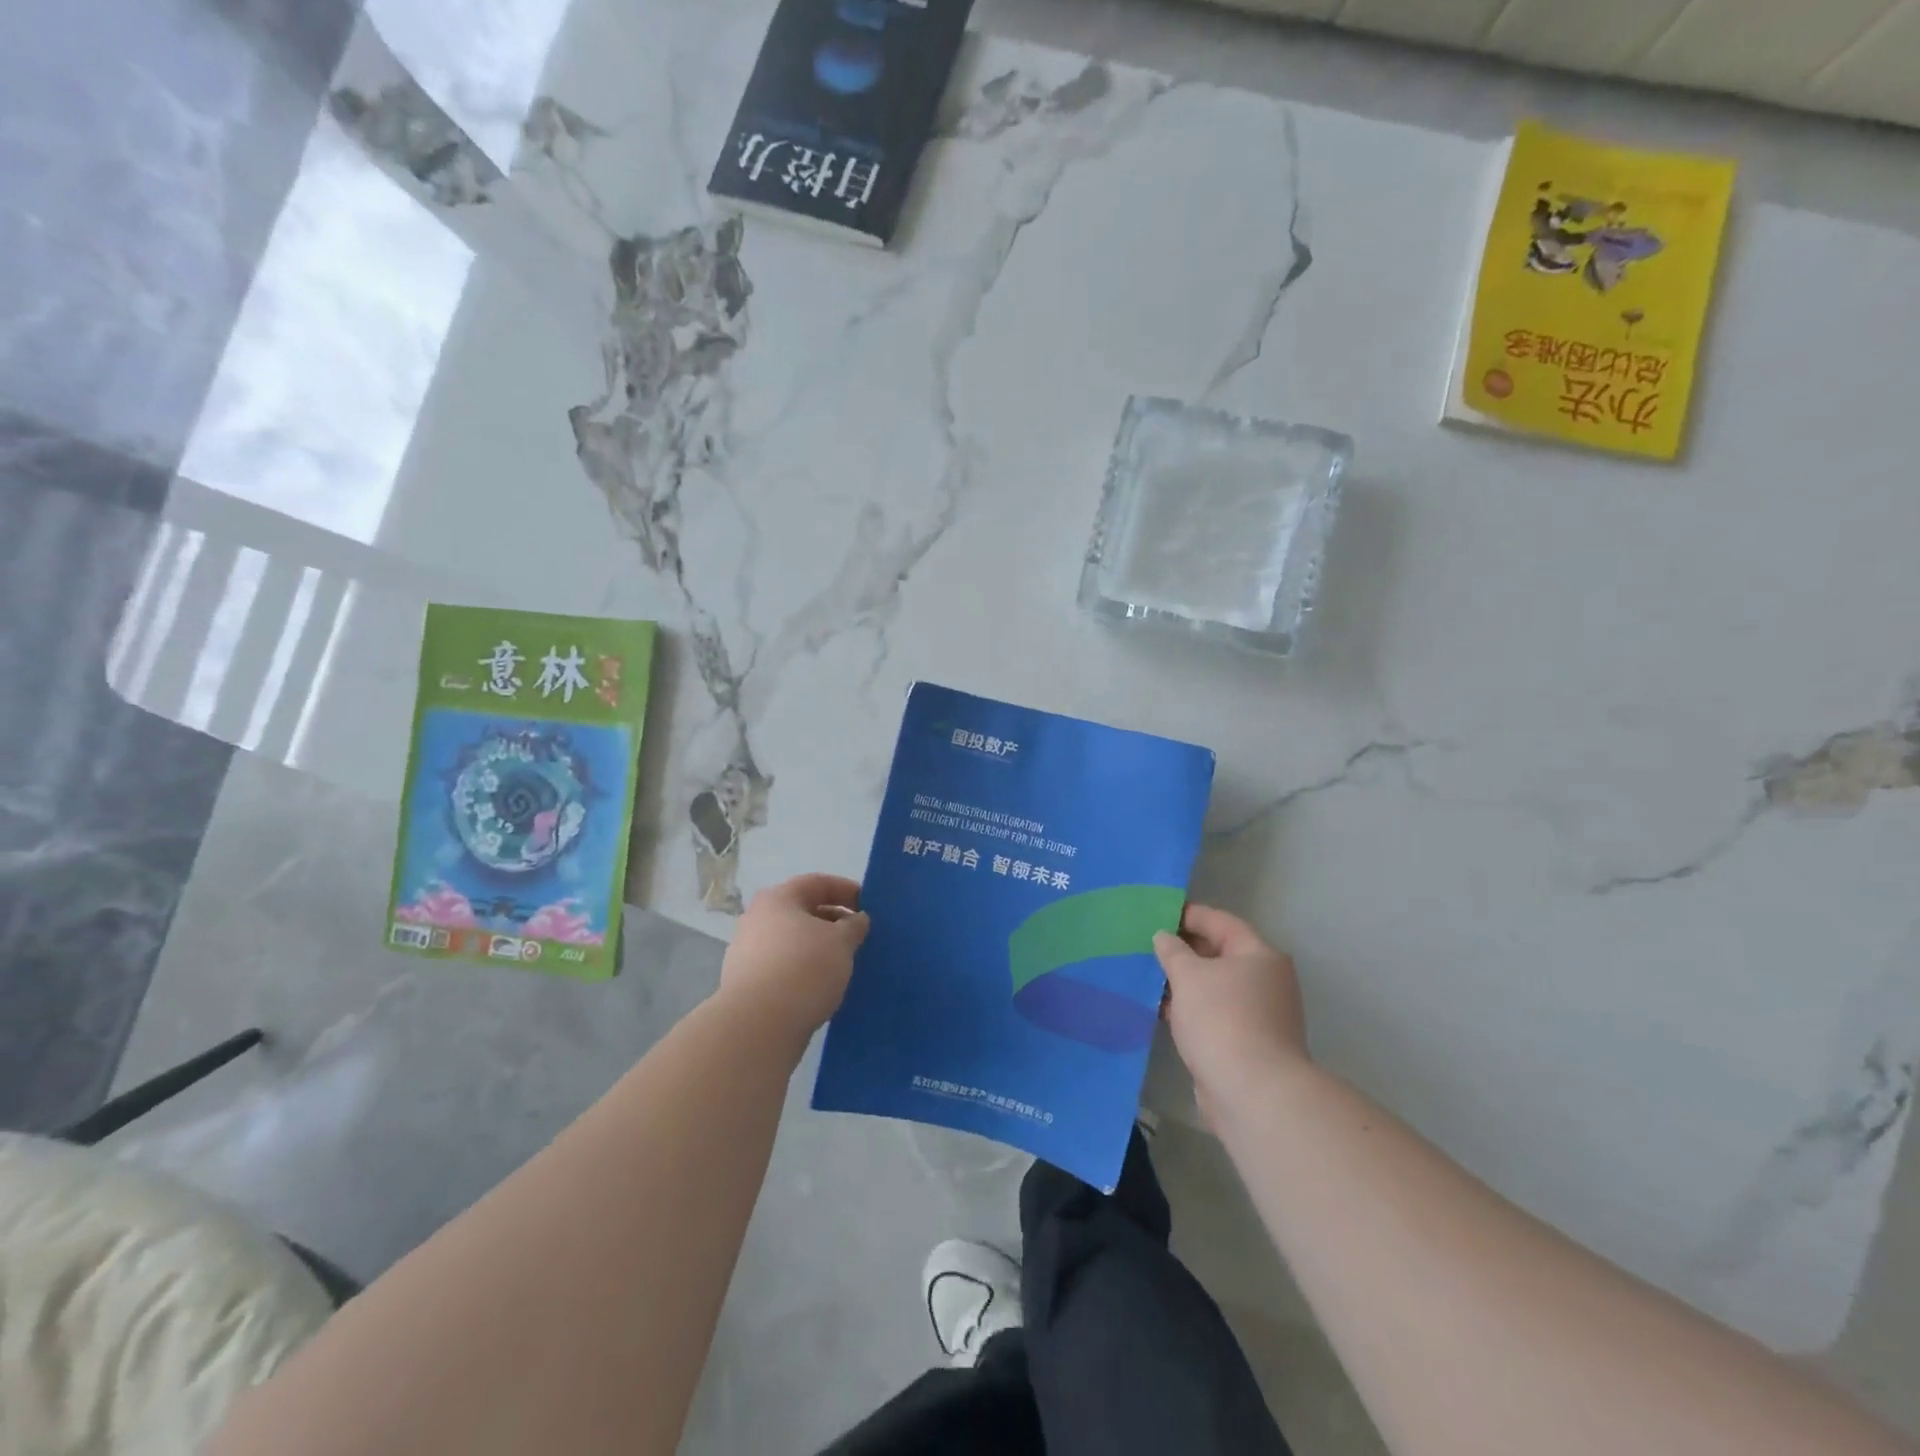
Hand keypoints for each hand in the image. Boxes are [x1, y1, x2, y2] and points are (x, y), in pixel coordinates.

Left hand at [719, 873, 869, 1043]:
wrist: (758, 1025)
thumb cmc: (804, 969)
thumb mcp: (841, 942)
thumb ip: (853, 926)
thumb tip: (857, 919)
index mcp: (777, 899)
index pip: (817, 883)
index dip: (846, 890)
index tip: (868, 904)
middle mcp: (756, 919)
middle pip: (802, 911)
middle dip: (832, 920)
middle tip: (857, 935)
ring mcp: (746, 952)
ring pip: (791, 940)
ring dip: (817, 947)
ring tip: (842, 962)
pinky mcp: (745, 983)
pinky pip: (782, 966)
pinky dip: (802, 968)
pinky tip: (820, 985)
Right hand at [1155, 904, 1308, 1123]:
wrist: (1253, 1094)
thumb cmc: (1222, 1020)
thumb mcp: (1189, 976)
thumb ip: (1172, 951)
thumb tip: (1164, 937)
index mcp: (1259, 955)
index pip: (1221, 922)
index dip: (1188, 915)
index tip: (1156, 914)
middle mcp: (1265, 981)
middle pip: (1219, 954)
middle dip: (1183, 950)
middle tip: (1146, 945)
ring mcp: (1259, 1014)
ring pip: (1214, 987)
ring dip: (1183, 982)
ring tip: (1147, 976)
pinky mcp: (1247, 1043)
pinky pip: (1213, 1014)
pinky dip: (1190, 1009)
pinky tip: (1161, 1009)